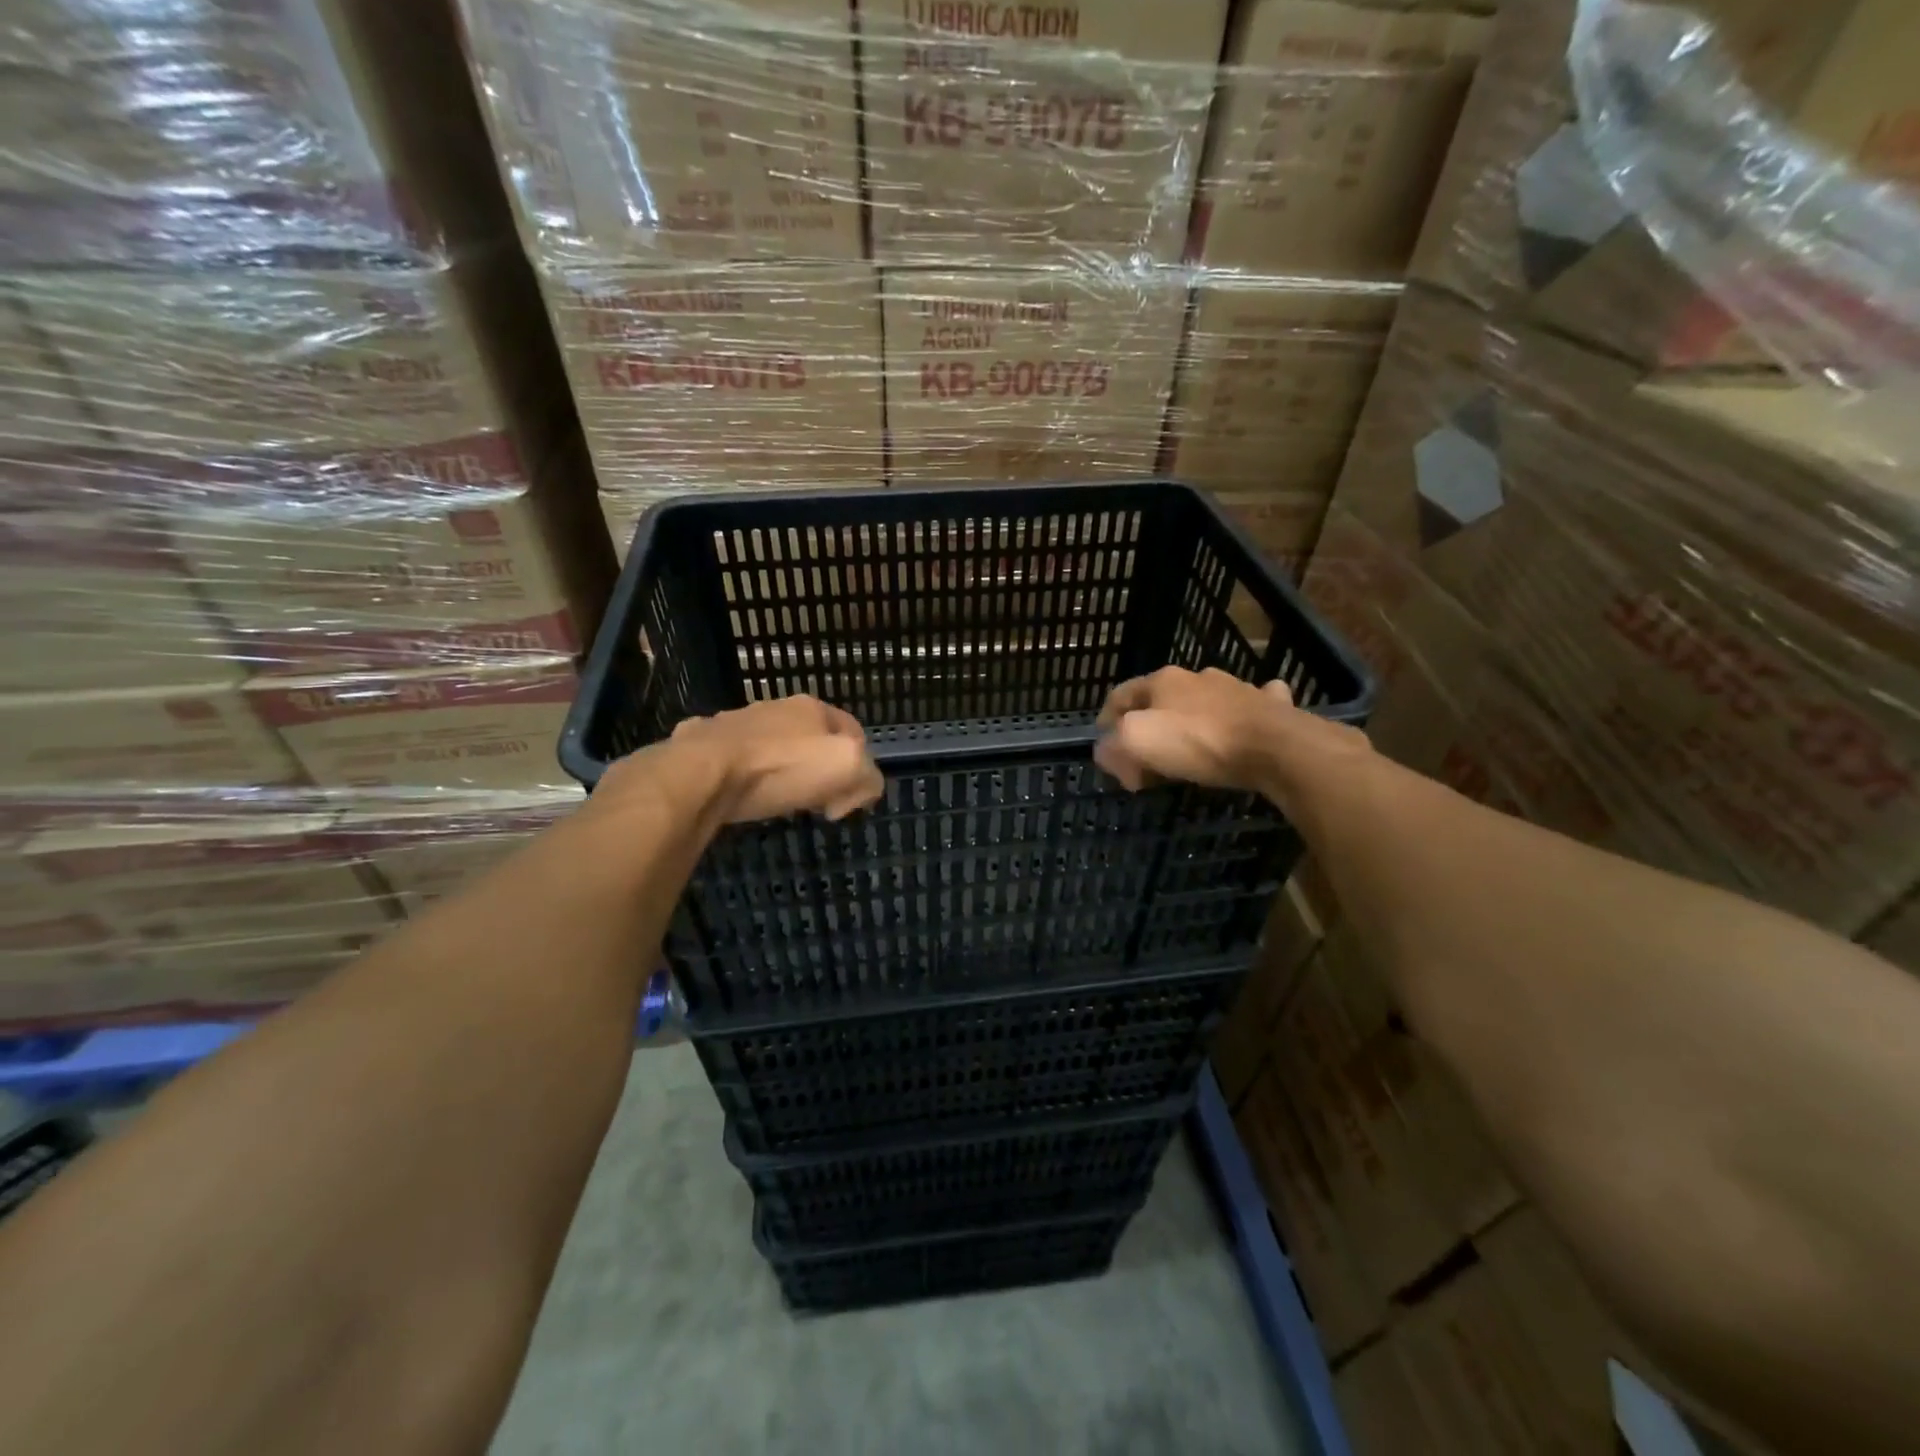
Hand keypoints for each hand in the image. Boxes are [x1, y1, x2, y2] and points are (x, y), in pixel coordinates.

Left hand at [668, 695, 884, 824]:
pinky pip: (732, 759)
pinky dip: (741, 775)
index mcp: (812, 708)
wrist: (703, 773)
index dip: (860, 767)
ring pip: (771, 747)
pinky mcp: (702, 743)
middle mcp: (774, 707)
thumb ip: (868, 777)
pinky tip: (738, 794)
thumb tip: (859, 792)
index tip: (846, 804)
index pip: (853, 730)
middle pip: (811, 739)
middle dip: (819, 770)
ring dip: (780, 771)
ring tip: (777, 802)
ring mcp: (735, 722)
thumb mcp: (847, 768)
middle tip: (816, 805)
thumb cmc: (781, 767)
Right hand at [1094, 667, 1369, 805]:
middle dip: (1148, 726)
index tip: (1105, 749)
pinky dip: (1240, 717)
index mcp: (1162, 681)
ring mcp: (1237, 689)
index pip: (1120, 695)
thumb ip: (1113, 746)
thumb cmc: (1199, 742)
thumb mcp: (1138, 742)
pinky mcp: (1269, 707)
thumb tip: (1106, 753)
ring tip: (1187, 751)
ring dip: (1191, 721)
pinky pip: (1249, 707)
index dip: (1105, 721)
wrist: (1276, 747)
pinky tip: (1243, 728)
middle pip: (1161, 700)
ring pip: (1204, 701)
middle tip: (1143, 761)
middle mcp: (1198, 677)